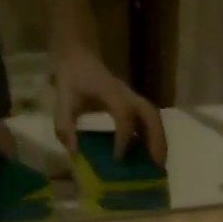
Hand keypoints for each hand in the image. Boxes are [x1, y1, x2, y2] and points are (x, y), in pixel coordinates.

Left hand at [52, 45, 166, 163]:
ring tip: (158, 164)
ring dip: (159, 140)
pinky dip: (153, 138)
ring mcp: (133, 99)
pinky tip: (150, 156)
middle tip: (156, 165)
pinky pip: (149, 120)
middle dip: (155, 140)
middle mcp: (127, 95)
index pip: (124, 115)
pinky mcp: (133, 104)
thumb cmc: (72, 77)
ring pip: (154, 118)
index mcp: (110, 92)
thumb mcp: (63, 98)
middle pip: (150, 115)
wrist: (78, 56)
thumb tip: (74, 151)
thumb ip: (65, 124)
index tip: (118, 158)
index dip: (124, 137)